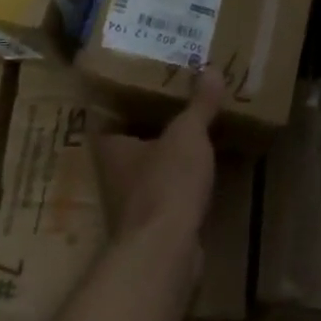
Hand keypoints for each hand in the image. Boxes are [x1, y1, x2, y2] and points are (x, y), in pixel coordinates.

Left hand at [93, 69, 223, 259]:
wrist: (165, 251)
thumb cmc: (166, 182)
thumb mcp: (188, 134)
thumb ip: (199, 104)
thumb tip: (212, 69)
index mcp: (111, 146)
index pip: (108, 116)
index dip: (124, 100)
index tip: (145, 83)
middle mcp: (114, 174)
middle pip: (130, 143)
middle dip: (151, 127)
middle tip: (177, 102)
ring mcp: (132, 203)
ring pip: (148, 170)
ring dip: (167, 157)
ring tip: (194, 134)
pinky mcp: (153, 226)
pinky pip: (167, 193)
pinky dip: (180, 183)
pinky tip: (201, 172)